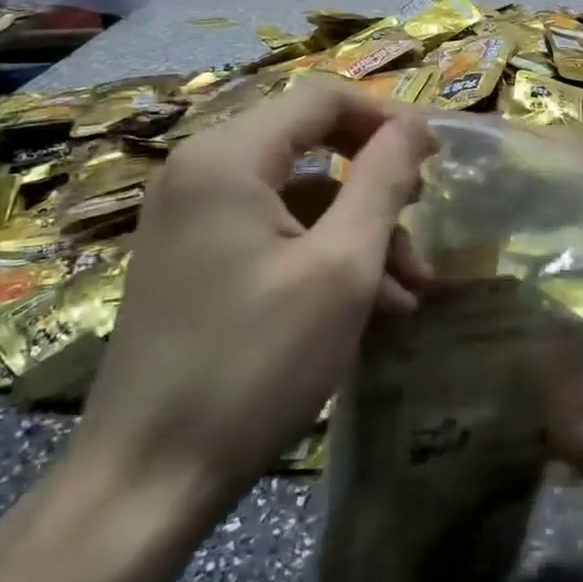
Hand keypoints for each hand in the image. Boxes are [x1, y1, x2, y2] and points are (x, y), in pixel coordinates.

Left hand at [73, 81, 436, 528]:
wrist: (146, 484)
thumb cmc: (254, 363)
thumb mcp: (342, 266)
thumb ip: (384, 180)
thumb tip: (416, 125)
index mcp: (228, 156)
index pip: (324, 97)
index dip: (387, 119)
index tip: (436, 160)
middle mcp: (201, 171)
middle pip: (312, 144)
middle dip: (376, 184)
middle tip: (422, 220)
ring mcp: (192, 217)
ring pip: (299, 196)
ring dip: (359, 232)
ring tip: (409, 290)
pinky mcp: (194, 259)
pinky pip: (273, 233)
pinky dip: (323, 257)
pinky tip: (369, 309)